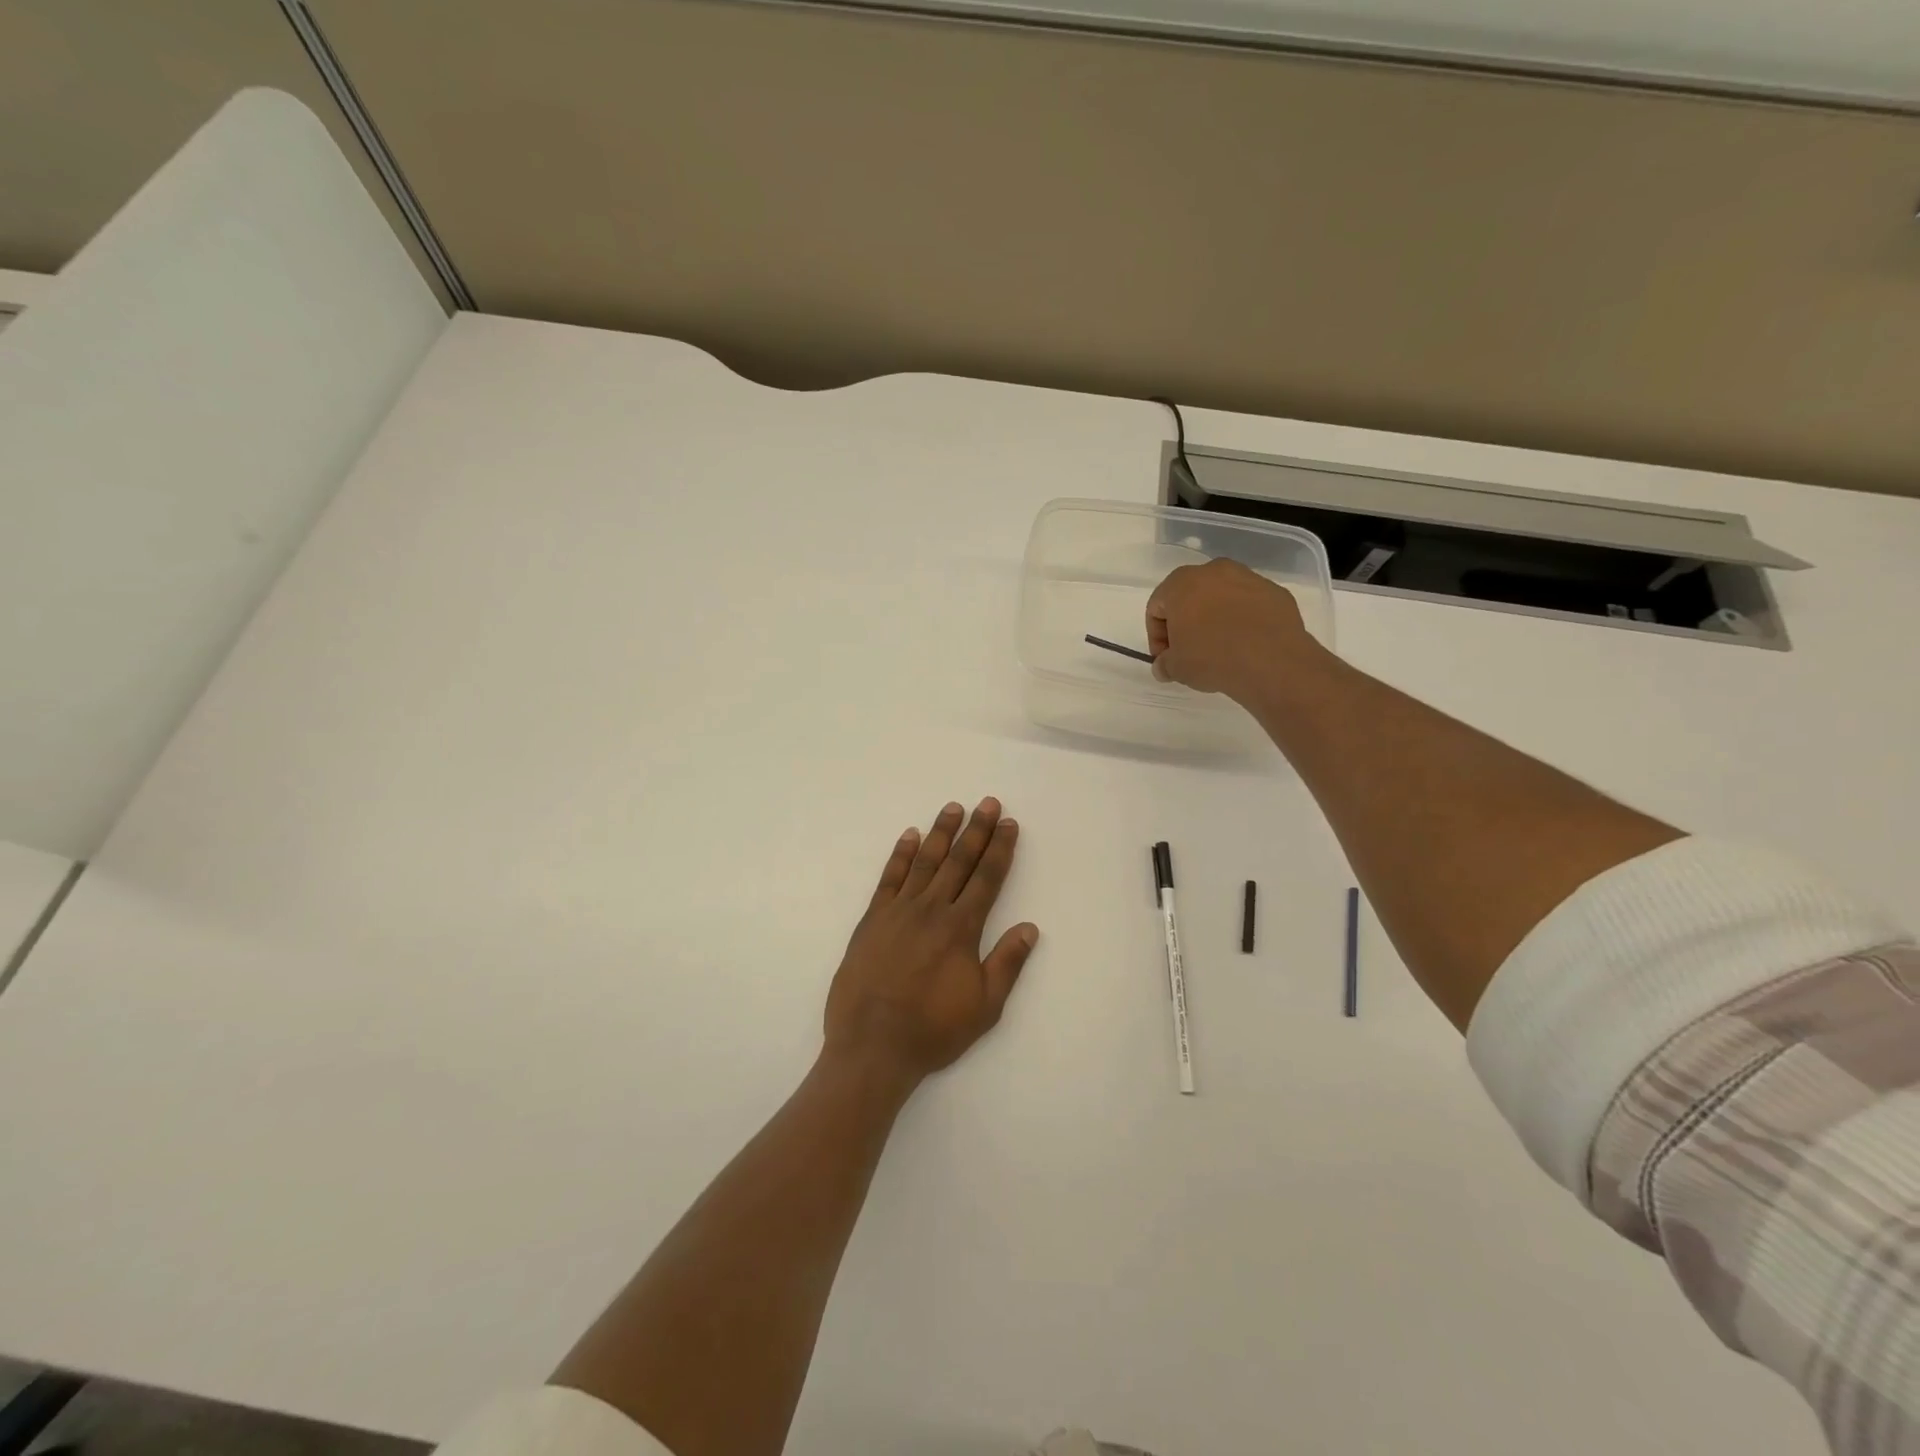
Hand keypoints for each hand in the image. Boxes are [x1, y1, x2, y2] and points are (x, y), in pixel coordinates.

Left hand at [824, 799, 1038, 1088]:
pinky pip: (889, 877)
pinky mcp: (872, 919)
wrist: (872, 1045)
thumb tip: (1030, 927)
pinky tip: (910, 836)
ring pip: (925, 862)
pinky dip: (900, 854)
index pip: (986, 878)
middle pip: (959, 861)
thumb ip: (1007, 963)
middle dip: (976, 830)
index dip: (1000, 849)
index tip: (1009, 824)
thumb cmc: (933, 1029)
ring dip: (941, 833)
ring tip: (953, 808)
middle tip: (988, 803)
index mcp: (961, 928)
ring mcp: (899, 910)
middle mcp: (932, 909)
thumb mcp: (984, 1006)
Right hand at [1146, 559, 1316, 701]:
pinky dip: (1244, 620)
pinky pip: (1250, 605)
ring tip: (1221, 648)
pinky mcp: (1275, 592)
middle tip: (1190, 651)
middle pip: (1190, 597)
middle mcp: (1214, 571)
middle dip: (1186, 623)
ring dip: (1216, 619)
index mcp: (1181, 583)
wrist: (1271, 661)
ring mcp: (1248, 578)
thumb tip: (1164, 666)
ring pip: (1222, 598)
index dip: (1157, 636)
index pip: (1157, 607)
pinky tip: (1246, 644)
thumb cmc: (1212, 658)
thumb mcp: (1176, 668)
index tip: (1165, 658)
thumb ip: (1164, 664)